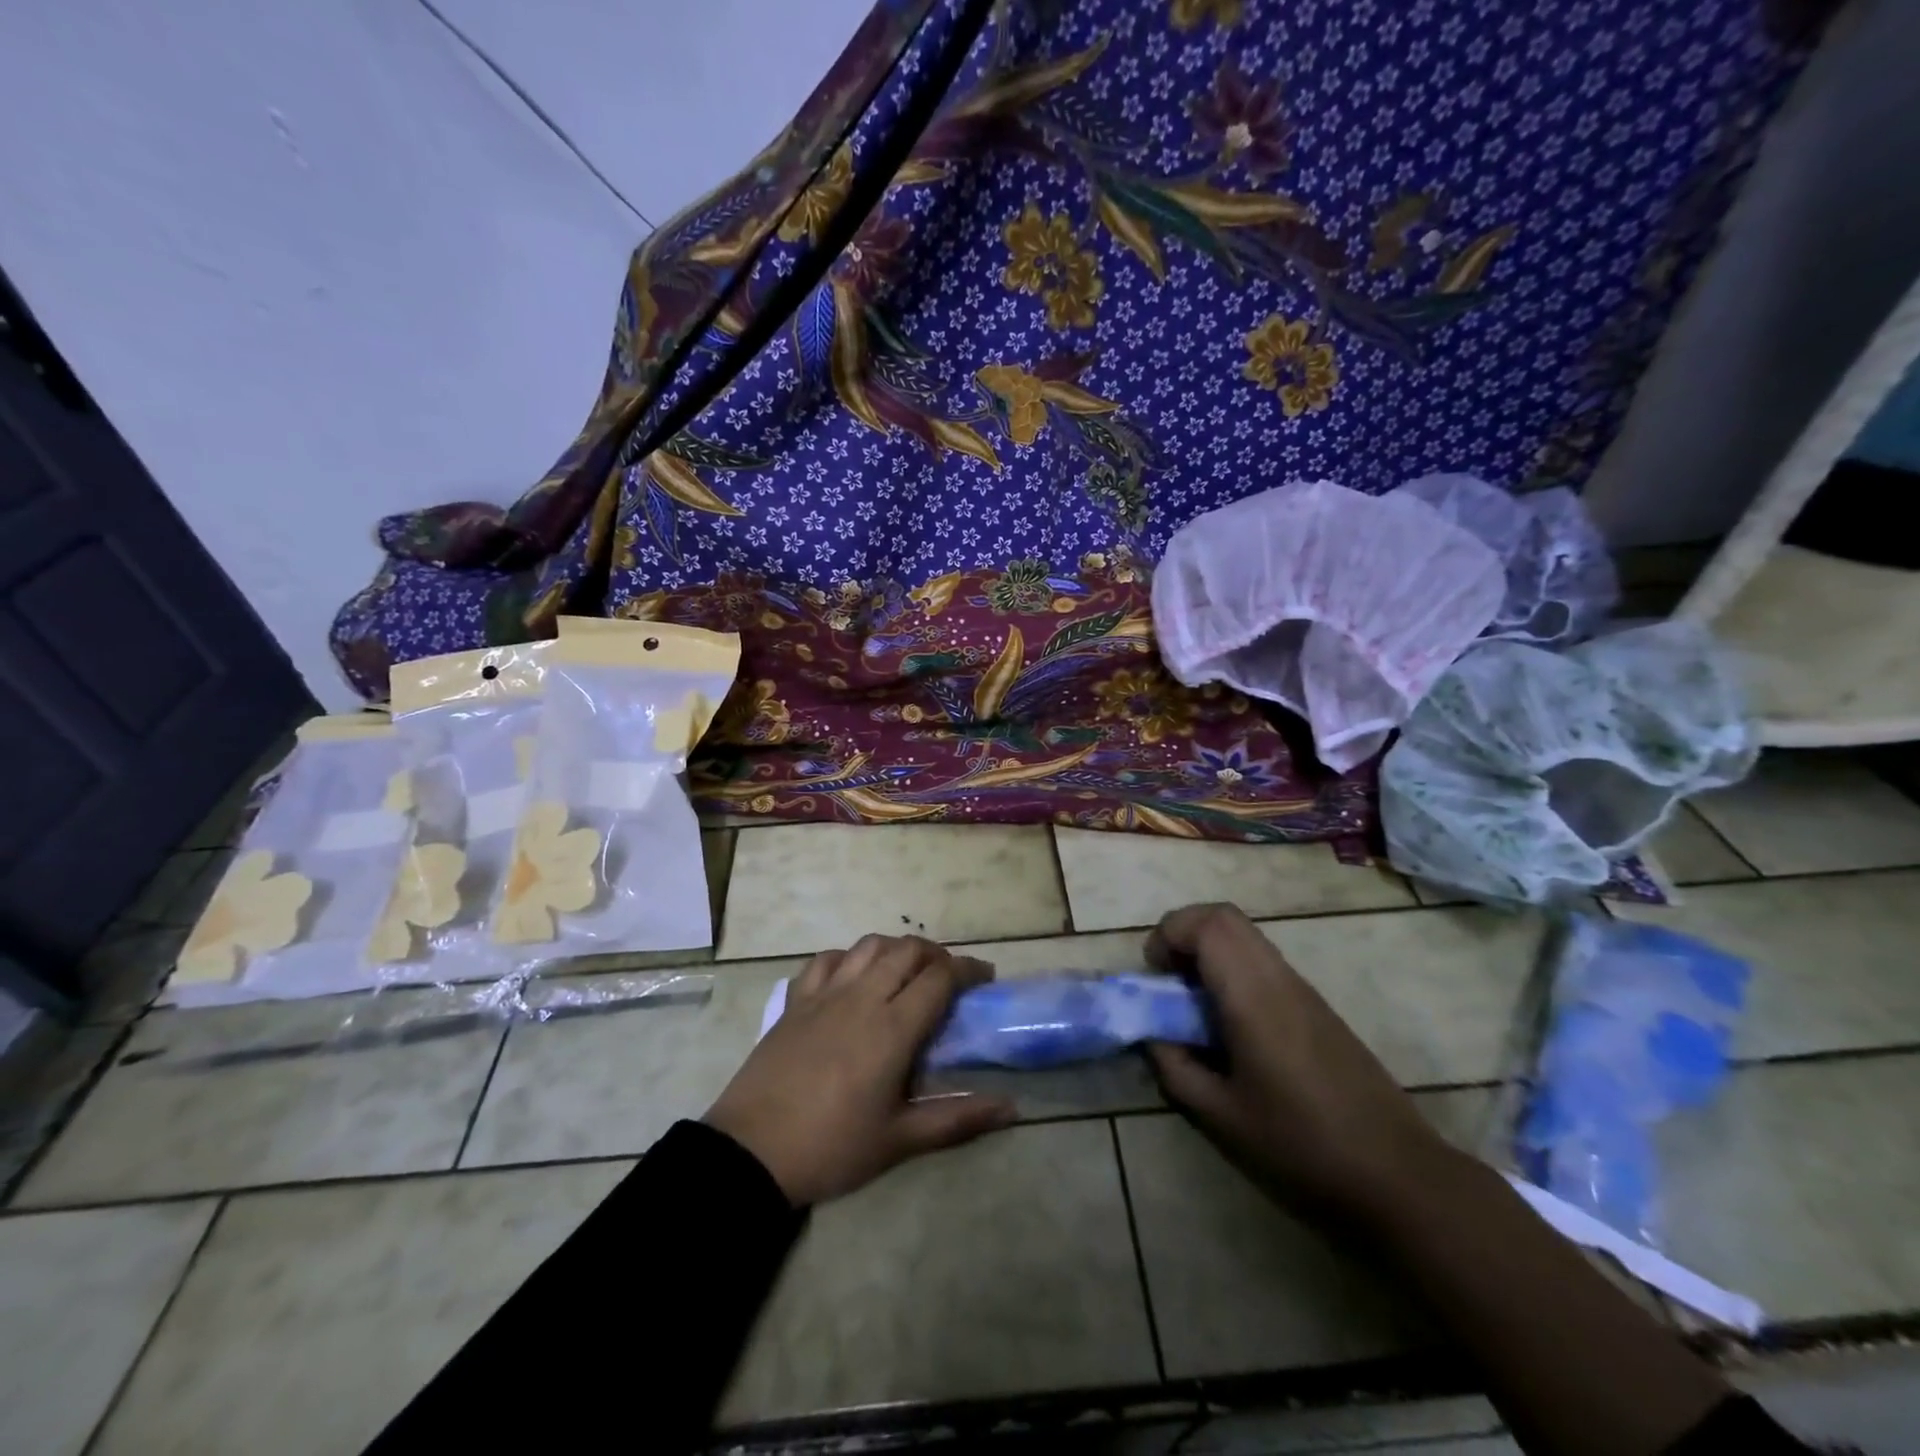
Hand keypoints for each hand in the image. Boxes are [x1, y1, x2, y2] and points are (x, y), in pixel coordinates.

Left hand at [704, 934, 1016, 1206]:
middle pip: (908, 950)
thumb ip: (957, 1119)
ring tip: (907, 971)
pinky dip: (850, 956)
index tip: (985, 978)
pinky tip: (854, 976)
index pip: (940, 977)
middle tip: (950, 977)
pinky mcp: (796, 1000)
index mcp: (892, 1028)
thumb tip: (1011, 1108)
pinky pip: (827, 959)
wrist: (751, 1151)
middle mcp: (862, 997)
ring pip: (869, 945)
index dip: (968, 969)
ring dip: (896, 948)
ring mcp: (825, 993)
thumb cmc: (832, 1147)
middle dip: (937, 954)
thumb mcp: (899, 1141)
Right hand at [1145, 903, 1461, 1223]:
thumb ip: (1175, 1067)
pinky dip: (1232, 970)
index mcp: (1253, 996)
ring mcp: (1303, 989)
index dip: (1169, 933)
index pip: (1208, 924)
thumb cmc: (1301, 1146)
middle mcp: (1279, 978)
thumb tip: (1153, 1035)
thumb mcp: (1221, 1115)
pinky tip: (1230, 1025)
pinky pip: (1264, 962)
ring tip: (1193, 1004)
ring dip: (1209, 952)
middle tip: (1167, 979)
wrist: (1397, 1175)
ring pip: (1246, 937)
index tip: (1154, 976)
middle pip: (1225, 917)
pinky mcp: (1317, 1006)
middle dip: (1184, 933)